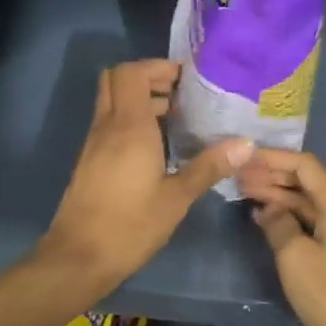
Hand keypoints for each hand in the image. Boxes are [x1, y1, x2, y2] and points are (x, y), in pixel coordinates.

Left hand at [36, 60, 252, 293]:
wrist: (79, 258)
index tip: (186, 78)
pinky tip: (157, 146)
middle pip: (117, 79)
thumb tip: (247, 144)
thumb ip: (209, 166)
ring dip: (139, 100)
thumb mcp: (177, 198)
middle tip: (180, 93)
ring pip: (111, 102)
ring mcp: (94, 143)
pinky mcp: (90, 161)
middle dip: (147, 78)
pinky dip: (130, 120)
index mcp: (128, 127)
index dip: (157, 67)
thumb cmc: (131, 225)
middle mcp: (107, 126)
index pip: (132, 73)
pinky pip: (109, 123)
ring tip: (176, 118)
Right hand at [238, 149, 325, 325]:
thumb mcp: (295, 257)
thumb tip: (267, 208)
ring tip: (244, 190)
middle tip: (237, 175)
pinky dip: (290, 213)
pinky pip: (314, 217)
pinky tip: (265, 214)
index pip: (305, 165)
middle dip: (272, 175)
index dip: (273, 158)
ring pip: (309, 199)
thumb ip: (277, 223)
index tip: (244, 156)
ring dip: (279, 194)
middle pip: (307, 180)